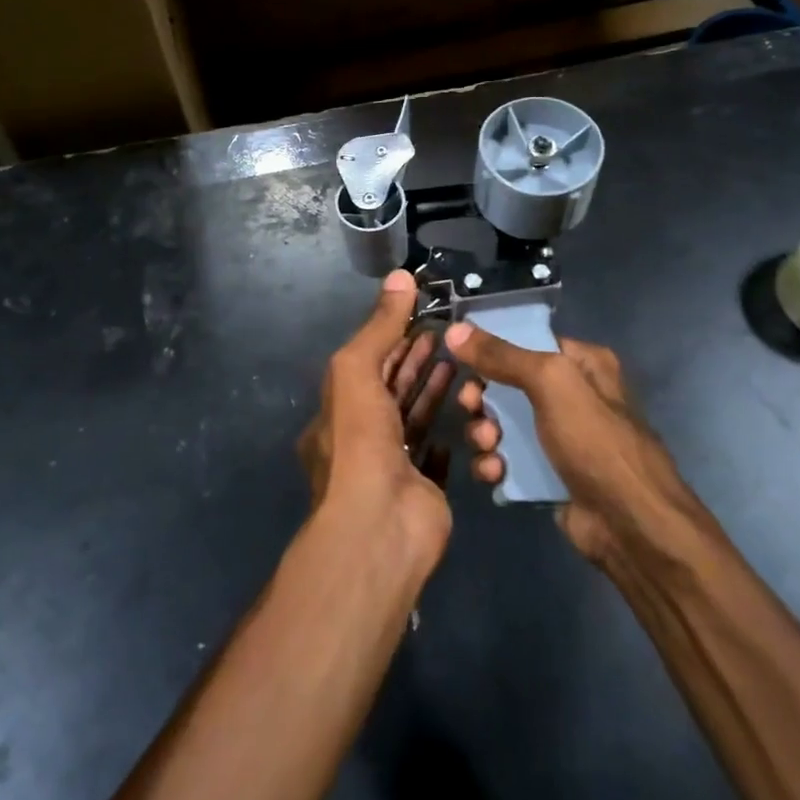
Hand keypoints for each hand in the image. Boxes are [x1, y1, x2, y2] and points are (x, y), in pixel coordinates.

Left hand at [297, 272, 454, 563]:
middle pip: (390, 391)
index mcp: (336, 413)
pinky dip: (446, 435)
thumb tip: (401, 275)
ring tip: (461, 364)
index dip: (393, 339)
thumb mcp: (357, 371)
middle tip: (448, 336)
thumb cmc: (361, 441)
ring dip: (433, 392)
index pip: (366, 366)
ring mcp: (391, 467)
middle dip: (415, 361)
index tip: (423, 316)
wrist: (380, 524)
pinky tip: (463, 417)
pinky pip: (434, 457)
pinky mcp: (422, 489)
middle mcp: (359, 439)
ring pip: (414, 420)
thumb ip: (380, 326)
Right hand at [445, 323, 704, 566]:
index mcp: (582, 364)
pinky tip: (494, 473)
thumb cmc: (596, 441)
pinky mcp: (546, 474)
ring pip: (502, 424)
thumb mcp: (551, 384)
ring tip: (488, 446)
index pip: (526, 342)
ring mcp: (558, 438)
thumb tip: (454, 330)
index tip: (460, 361)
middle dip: (482, 398)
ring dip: (484, 433)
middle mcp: (571, 396)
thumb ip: (502, 355)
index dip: (491, 349)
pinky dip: (494, 464)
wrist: (631, 524)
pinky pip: (507, 460)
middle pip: (507, 385)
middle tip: (470, 407)